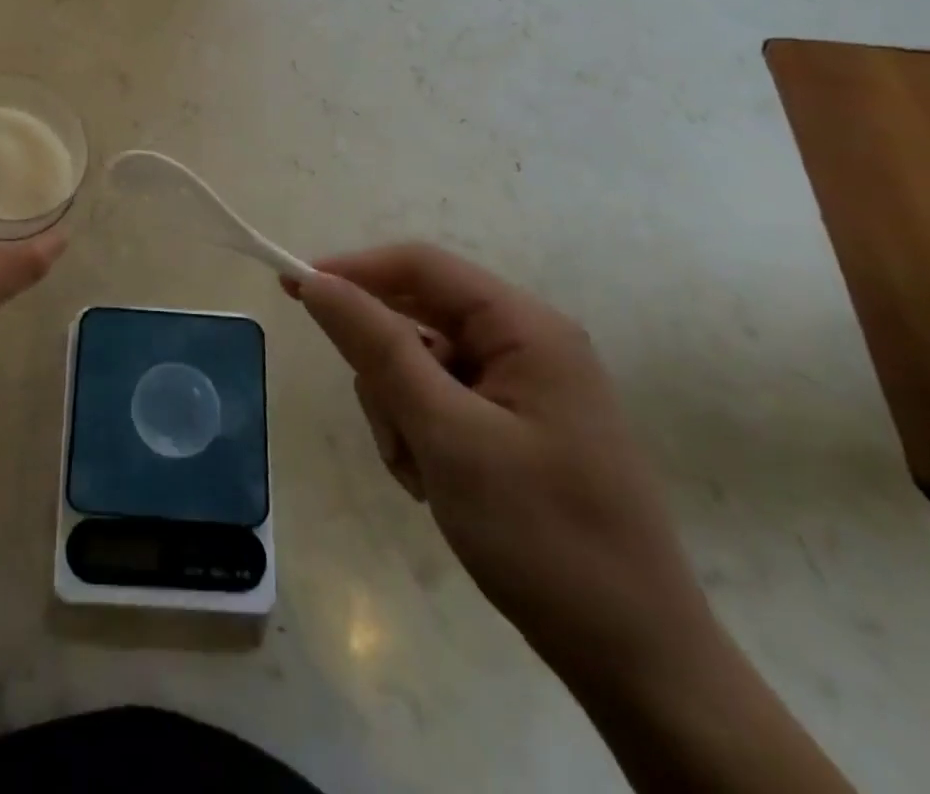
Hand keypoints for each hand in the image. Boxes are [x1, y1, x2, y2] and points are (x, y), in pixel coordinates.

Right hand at [292, 244, 719, 699]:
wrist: (637, 662)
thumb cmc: (544, 536)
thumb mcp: (446, 435)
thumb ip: (377, 348)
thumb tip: (316, 282)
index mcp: (525, 328)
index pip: (420, 266)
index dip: (352, 270)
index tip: (292, 291)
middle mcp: (525, 344)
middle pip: (416, 319)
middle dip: (386, 371)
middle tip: (393, 430)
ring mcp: (521, 387)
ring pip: (418, 365)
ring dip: (400, 412)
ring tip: (422, 474)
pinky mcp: (513, 425)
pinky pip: (438, 403)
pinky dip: (419, 435)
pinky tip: (435, 484)